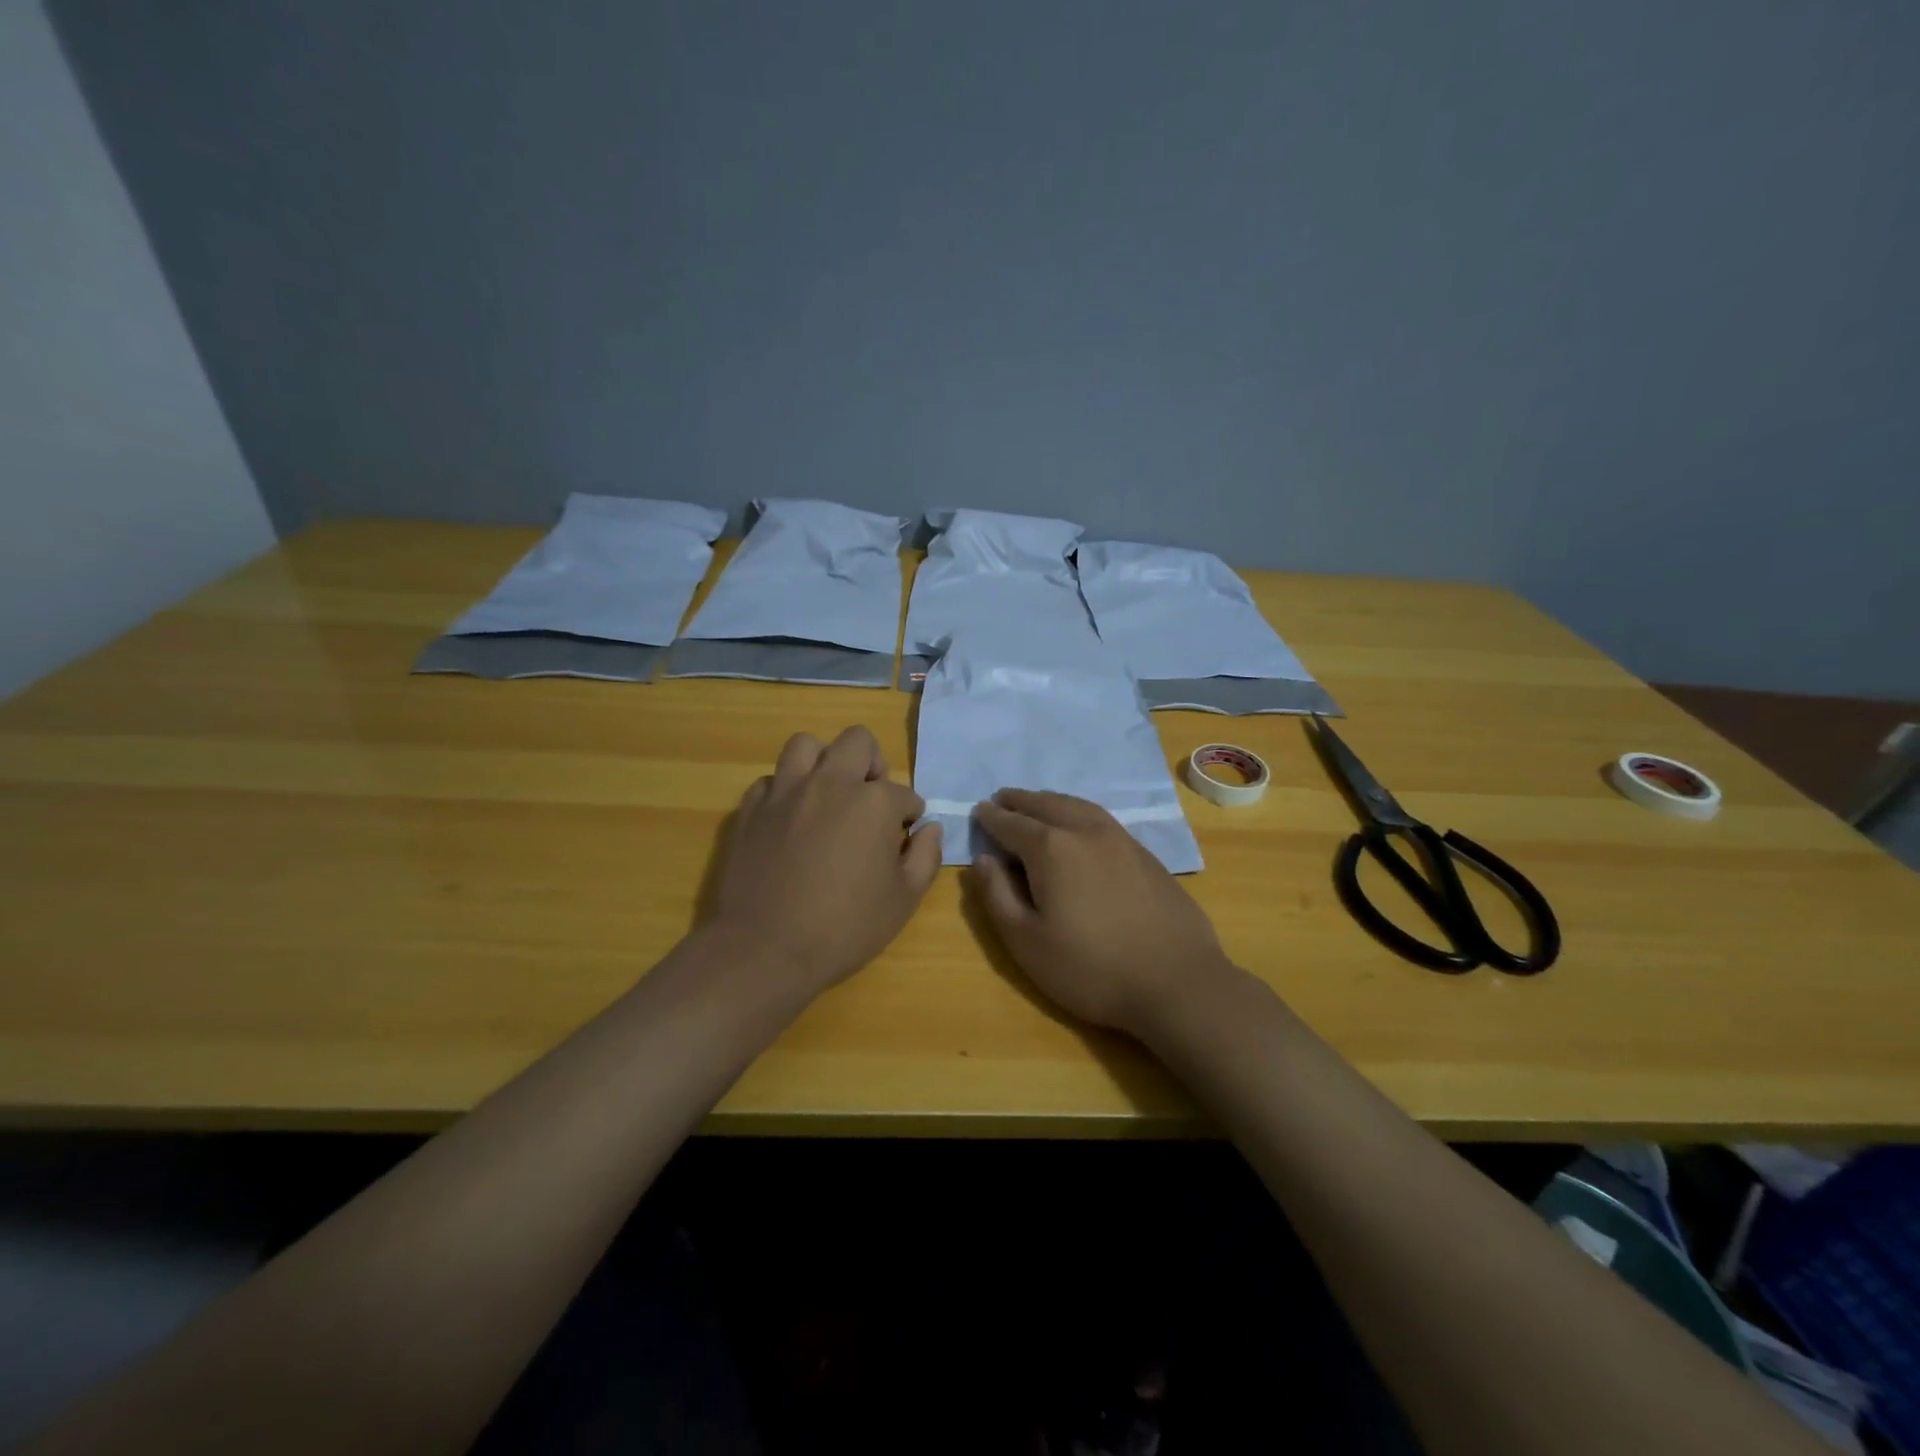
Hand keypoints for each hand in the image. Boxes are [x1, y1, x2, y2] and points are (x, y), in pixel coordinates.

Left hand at [706, 726, 941, 994]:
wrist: (763, 949)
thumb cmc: (844, 928)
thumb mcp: (903, 901)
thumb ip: (925, 857)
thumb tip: (930, 829)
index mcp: (873, 802)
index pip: (904, 793)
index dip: (910, 814)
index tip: (905, 835)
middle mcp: (830, 783)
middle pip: (857, 741)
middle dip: (872, 764)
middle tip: (871, 798)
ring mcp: (785, 792)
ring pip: (806, 745)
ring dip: (823, 761)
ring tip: (828, 793)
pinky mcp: (750, 809)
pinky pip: (771, 780)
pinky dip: (785, 790)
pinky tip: (790, 817)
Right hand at [967, 790, 1236, 1036]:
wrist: (1177, 982)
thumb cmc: (1091, 969)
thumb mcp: (1027, 942)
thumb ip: (997, 896)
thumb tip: (983, 859)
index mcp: (1051, 848)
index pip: (1013, 824)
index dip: (992, 818)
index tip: (979, 810)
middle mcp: (1085, 831)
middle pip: (1046, 804)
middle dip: (1021, 801)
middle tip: (1003, 799)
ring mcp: (1121, 839)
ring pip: (1078, 806)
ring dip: (1051, 801)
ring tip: (1037, 804)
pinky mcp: (1145, 854)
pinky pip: (1101, 818)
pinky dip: (1079, 812)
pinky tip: (1079, 825)